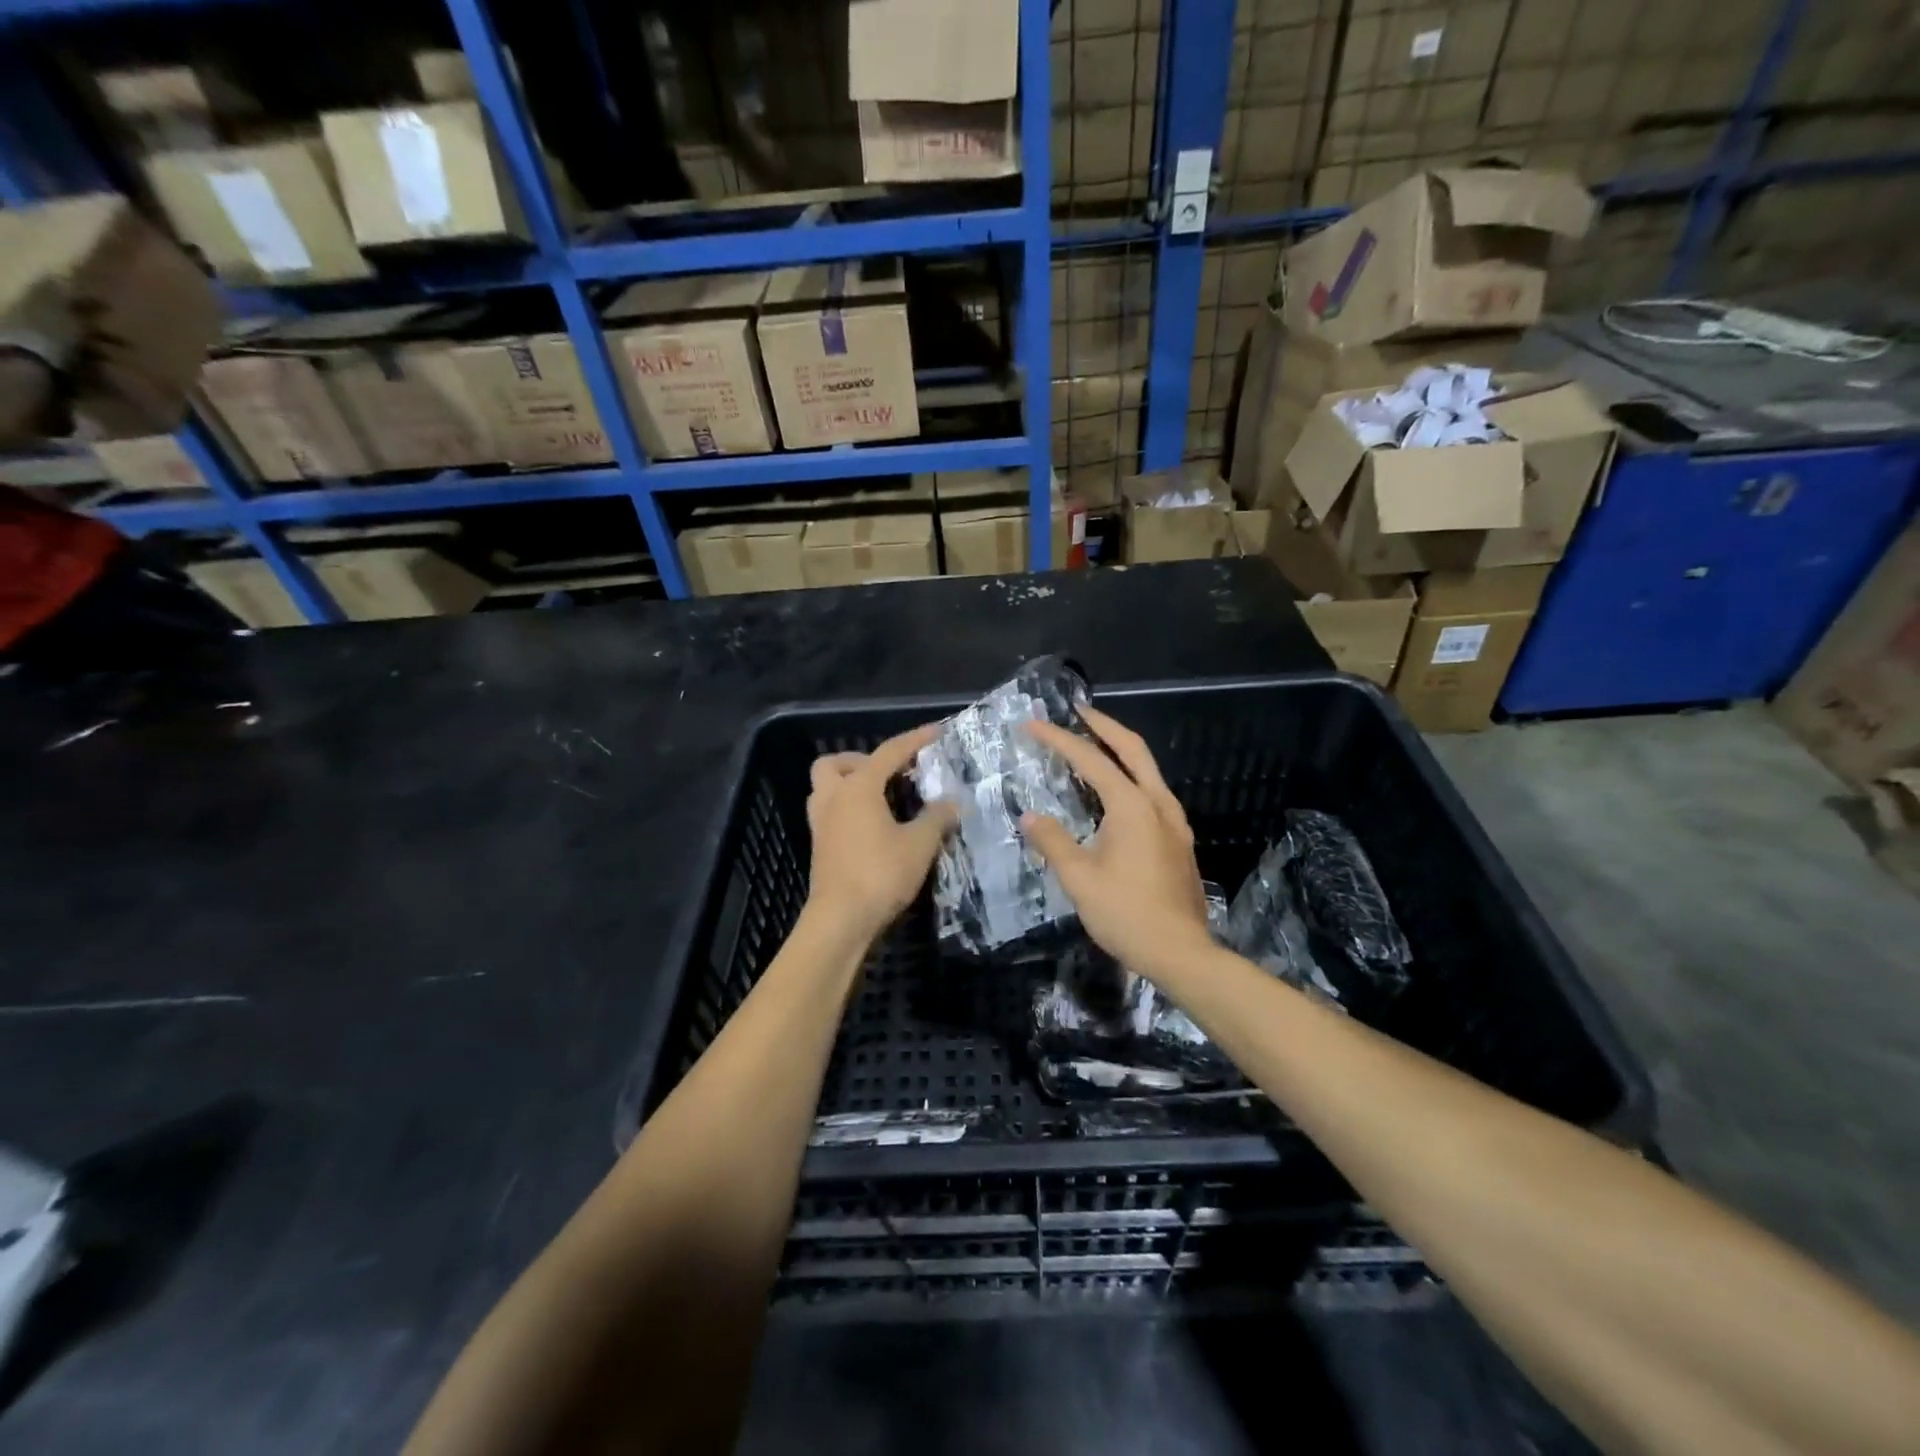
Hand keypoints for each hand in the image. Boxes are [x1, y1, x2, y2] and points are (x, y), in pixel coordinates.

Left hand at [805, 723, 958, 944]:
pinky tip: (874, 826)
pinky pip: (830, 812)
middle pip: (836, 763)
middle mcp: (834, 798)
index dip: (914, 740)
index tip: (936, 732)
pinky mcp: (820, 847)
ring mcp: (821, 823)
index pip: (888, 752)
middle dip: (861, 760)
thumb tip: (953, 803)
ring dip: (849, 784)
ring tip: (881, 798)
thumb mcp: (919, 844)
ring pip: (826, 788)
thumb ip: (937, 818)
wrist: (841, 920)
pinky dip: (849, 808)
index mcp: (857, 788)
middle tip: (891, 775)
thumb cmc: (880, 874)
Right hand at [1020, 706, 1212, 979]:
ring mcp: (1174, 821)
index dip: (1059, 740)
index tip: (1032, 725)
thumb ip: (1053, 841)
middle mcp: (1158, 803)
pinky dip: (1130, 776)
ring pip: (1147, 769)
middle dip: (1104, 726)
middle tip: (1078, 711)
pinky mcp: (1179, 840)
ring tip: (1093, 745)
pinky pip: (1152, 792)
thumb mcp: (1079, 879)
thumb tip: (1031, 817)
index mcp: (1132, 807)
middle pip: (1133, 749)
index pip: (1090, 760)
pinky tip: (1115, 793)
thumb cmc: (1126, 914)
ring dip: (1120, 750)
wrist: (1181, 952)